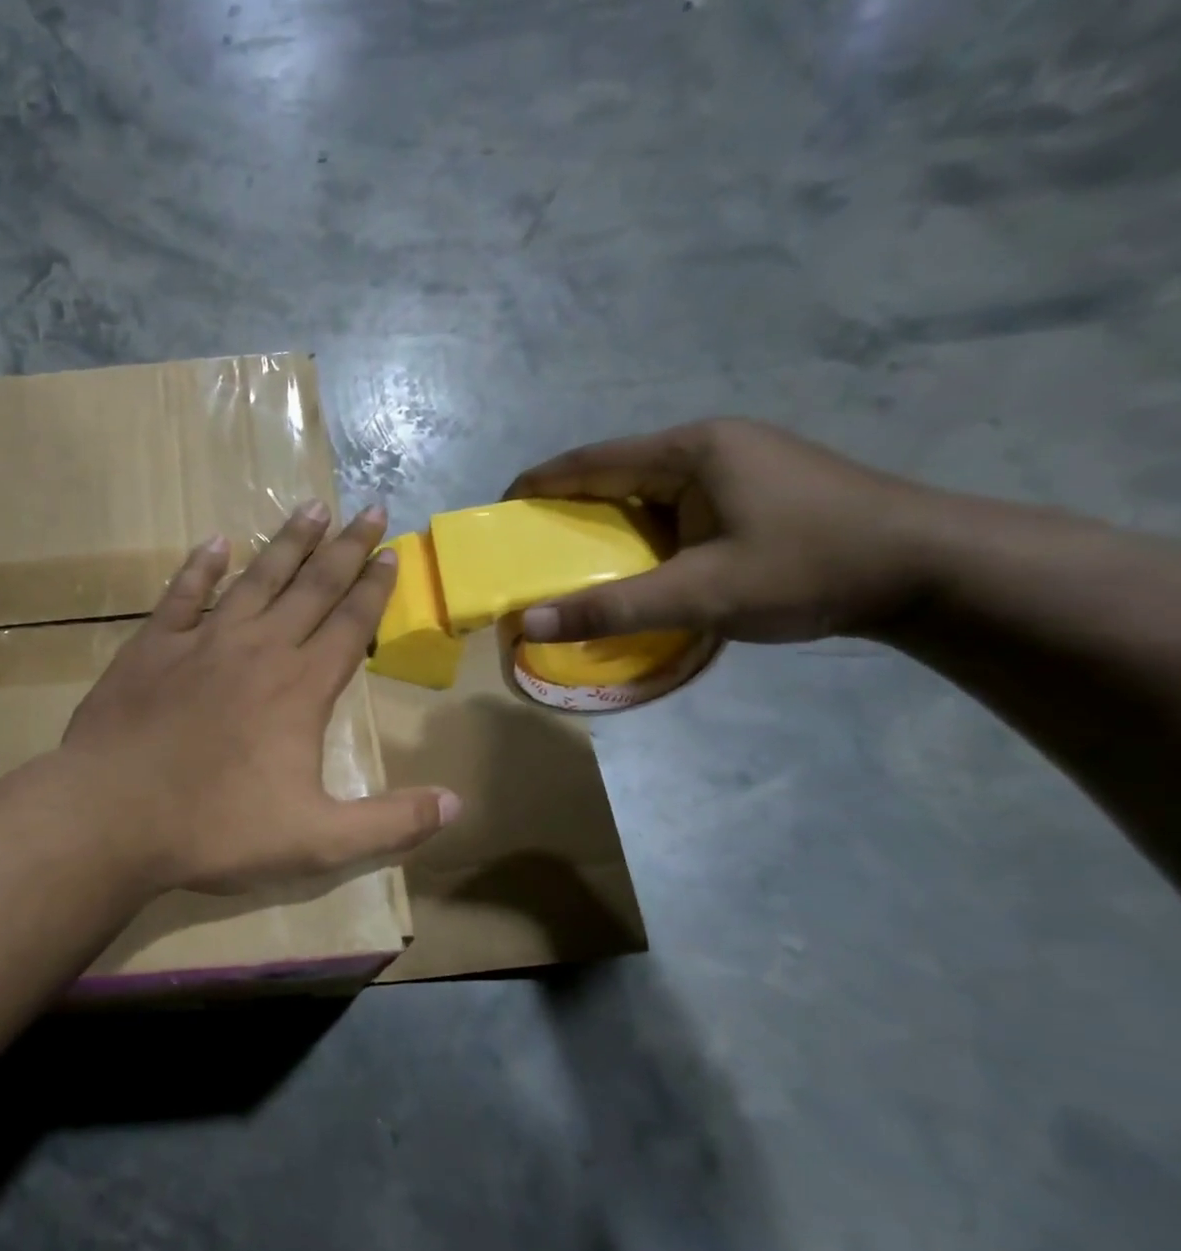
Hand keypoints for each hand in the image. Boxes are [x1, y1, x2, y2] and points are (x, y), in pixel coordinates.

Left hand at [62, 502, 459, 893]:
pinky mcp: (151, 648)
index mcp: (300, 688)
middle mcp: (257, 650)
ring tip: (312, 508)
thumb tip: (457, 804)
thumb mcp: (316, 841)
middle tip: (370, 509)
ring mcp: (201, 642)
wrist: (112, 814)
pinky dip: (201, 568)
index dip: (375, 589)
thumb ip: (390, 823)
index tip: (392, 553)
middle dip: (345, 549)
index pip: (350, 625)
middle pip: (311, 588)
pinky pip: (183, 594)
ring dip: (287, 543)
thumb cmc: (216, 829)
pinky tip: (216, 543)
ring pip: (255, 579)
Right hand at [508, 418, 948, 643]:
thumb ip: (611, 610)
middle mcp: (710, 447)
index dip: (537, 485)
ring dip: (606, 527)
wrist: (930, 570)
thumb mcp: (702, 594)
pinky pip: (674, 509)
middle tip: (528, 551)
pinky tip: (634, 568)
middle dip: (567, 510)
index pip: (591, 461)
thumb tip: (528, 626)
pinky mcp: (753, 492)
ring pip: (645, 494)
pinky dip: (641, 536)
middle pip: (615, 474)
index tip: (497, 513)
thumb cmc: (810, 567)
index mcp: (692, 451)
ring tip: (571, 565)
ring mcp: (737, 467)